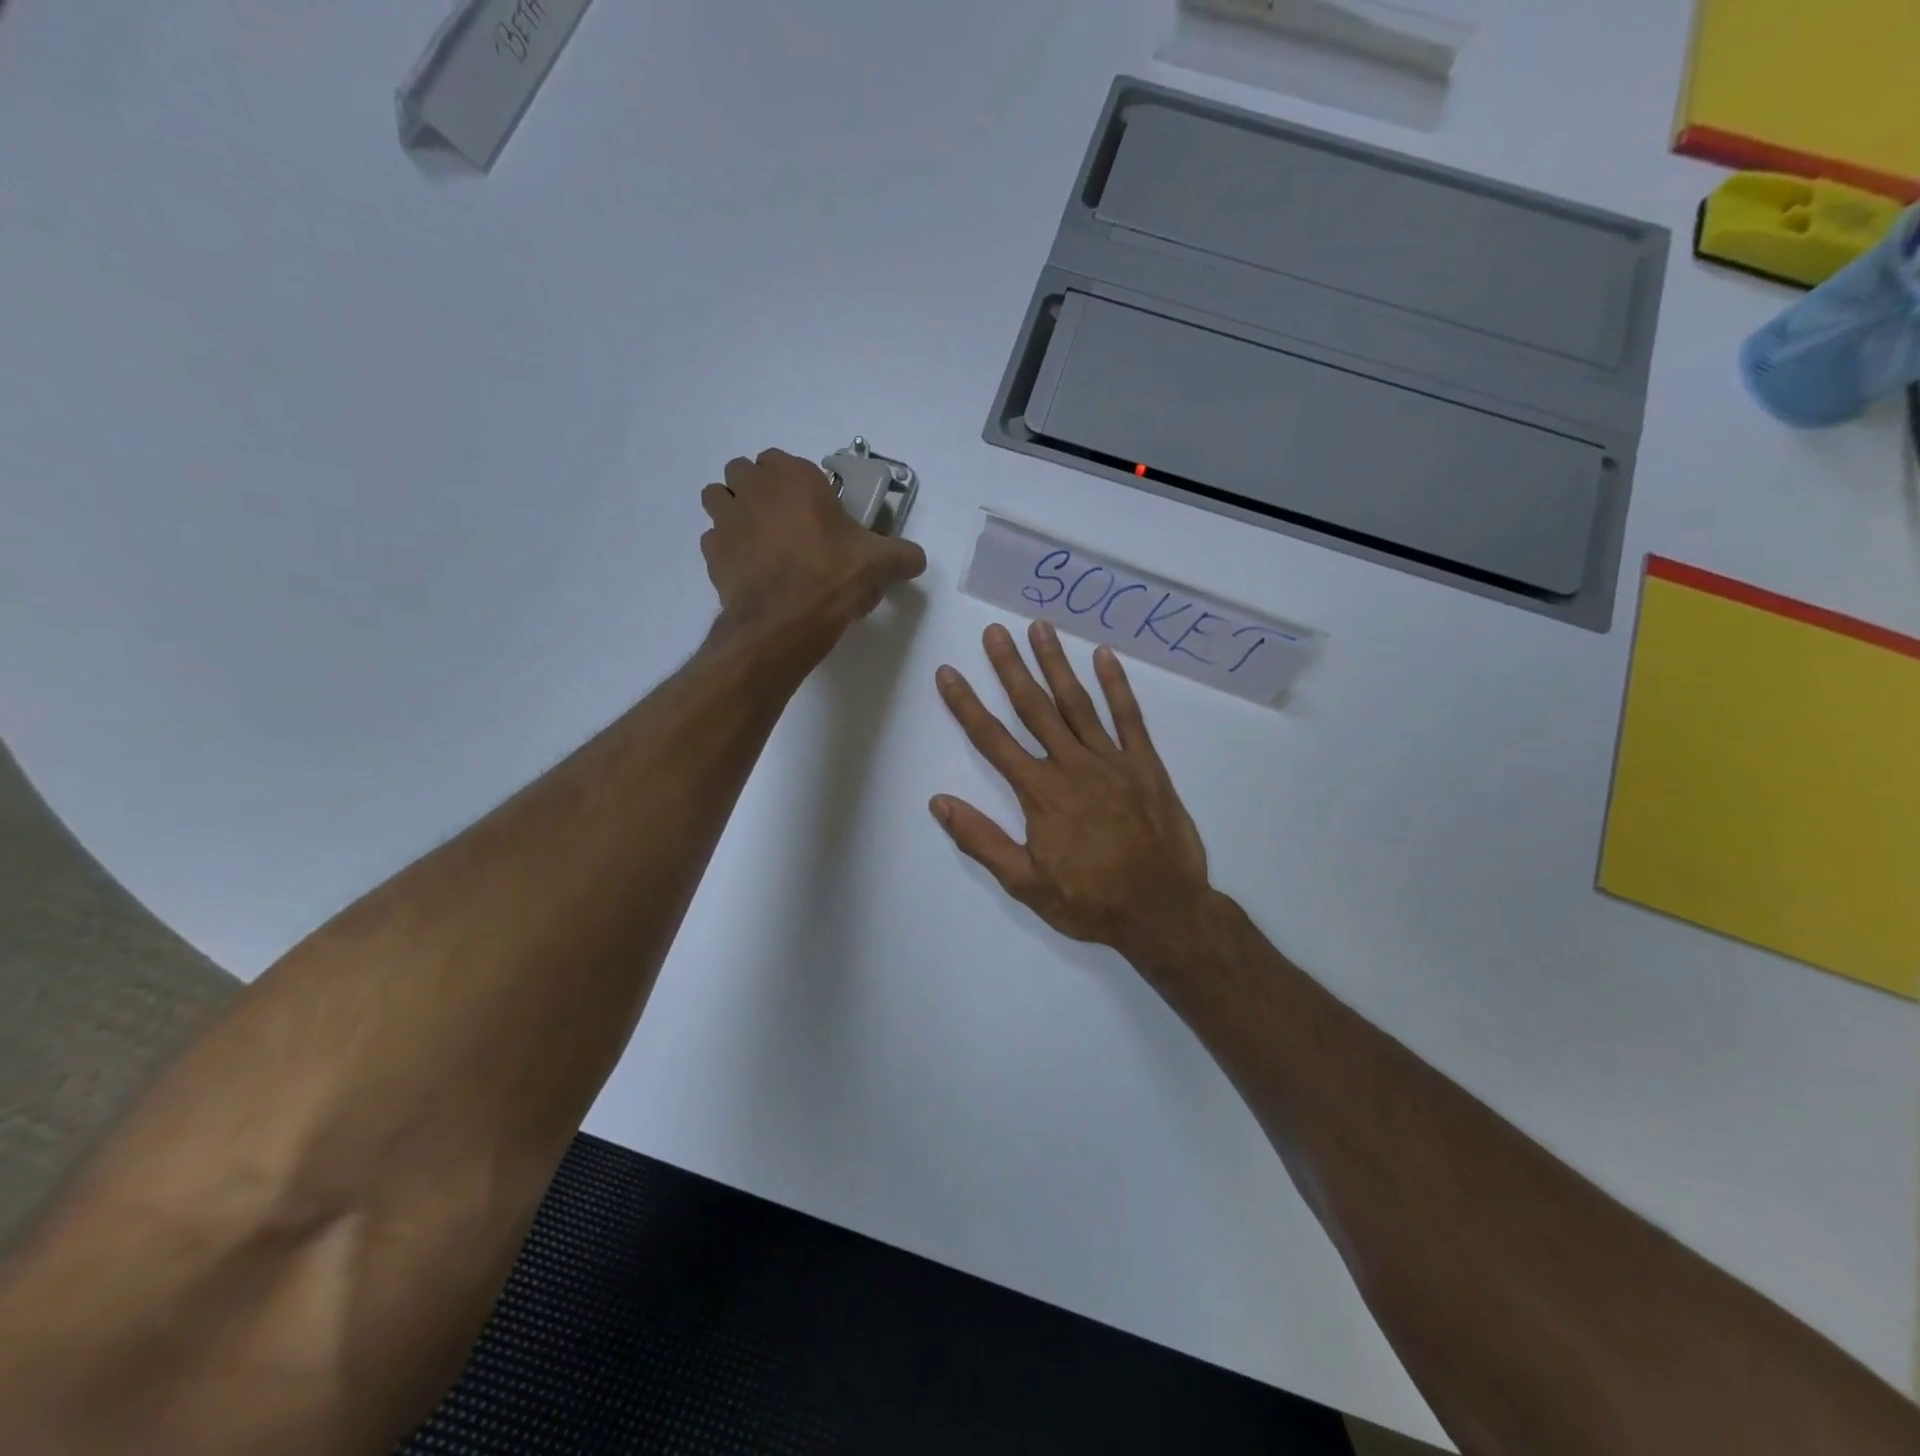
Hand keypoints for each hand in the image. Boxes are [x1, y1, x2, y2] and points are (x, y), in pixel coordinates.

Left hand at [701, 449, 926, 653]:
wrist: (785, 623)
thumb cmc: (833, 577)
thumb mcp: (879, 564)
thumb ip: (901, 556)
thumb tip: (916, 559)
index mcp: (793, 476)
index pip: (781, 460)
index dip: (793, 482)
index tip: (811, 508)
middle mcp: (753, 488)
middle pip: (743, 472)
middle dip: (758, 491)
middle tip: (783, 522)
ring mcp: (726, 519)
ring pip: (719, 499)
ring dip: (733, 512)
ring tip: (758, 541)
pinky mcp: (711, 553)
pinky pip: (714, 540)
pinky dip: (727, 550)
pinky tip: (749, 571)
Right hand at [930, 621, 1215, 972]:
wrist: (1163, 911)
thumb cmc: (1091, 901)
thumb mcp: (1025, 883)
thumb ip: (982, 840)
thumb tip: (939, 802)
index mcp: (1040, 793)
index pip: (993, 740)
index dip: (967, 705)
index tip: (948, 672)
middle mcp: (1073, 766)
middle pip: (1034, 708)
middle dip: (1010, 667)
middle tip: (994, 631)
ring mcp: (1113, 761)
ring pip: (1078, 703)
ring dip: (1056, 664)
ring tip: (1040, 628)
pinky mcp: (1146, 765)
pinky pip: (1129, 718)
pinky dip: (1116, 685)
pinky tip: (1104, 656)